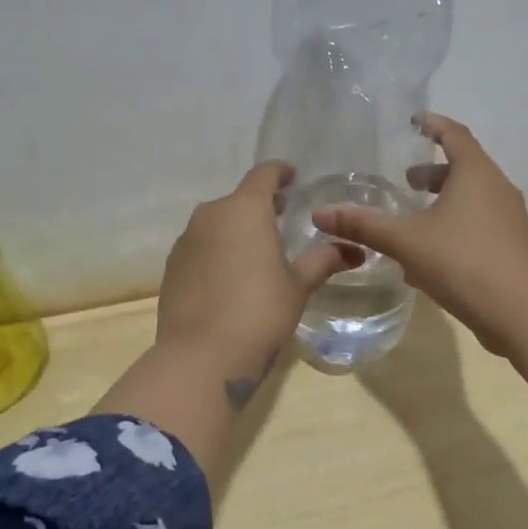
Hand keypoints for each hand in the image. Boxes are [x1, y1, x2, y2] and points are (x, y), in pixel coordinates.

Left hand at [156, 160, 359, 394]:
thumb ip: (324, 260)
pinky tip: (230, 277)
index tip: (292, 177)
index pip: (263, 175)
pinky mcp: (172, 266)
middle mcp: (210, 215)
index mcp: (245, 209)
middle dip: (260, 205)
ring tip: (257, 250)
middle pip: (239, 199)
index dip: (280, 173)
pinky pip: (200, 247)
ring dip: (236, 229)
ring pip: (216, 223)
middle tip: (282, 217)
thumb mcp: (298, 285)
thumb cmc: (260, 311)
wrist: (202, 355)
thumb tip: (355, 250)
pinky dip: (217, 251)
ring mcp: (186, 240)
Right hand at [313, 113, 527, 356]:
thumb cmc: (460, 261)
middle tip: (407, 181)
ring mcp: (510, 219)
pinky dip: (455, 226)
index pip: (455, 135)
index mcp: (476, 174)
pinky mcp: (513, 247)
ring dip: (445, 201)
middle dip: (434, 172)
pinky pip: (480, 225)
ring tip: (416, 218)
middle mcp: (498, 189)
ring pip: (473, 199)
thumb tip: (321, 214)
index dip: (434, 125)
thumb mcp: (405, 241)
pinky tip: (432, 255)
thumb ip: (363, 225)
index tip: (416, 122)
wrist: (518, 311)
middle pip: (466, 168)